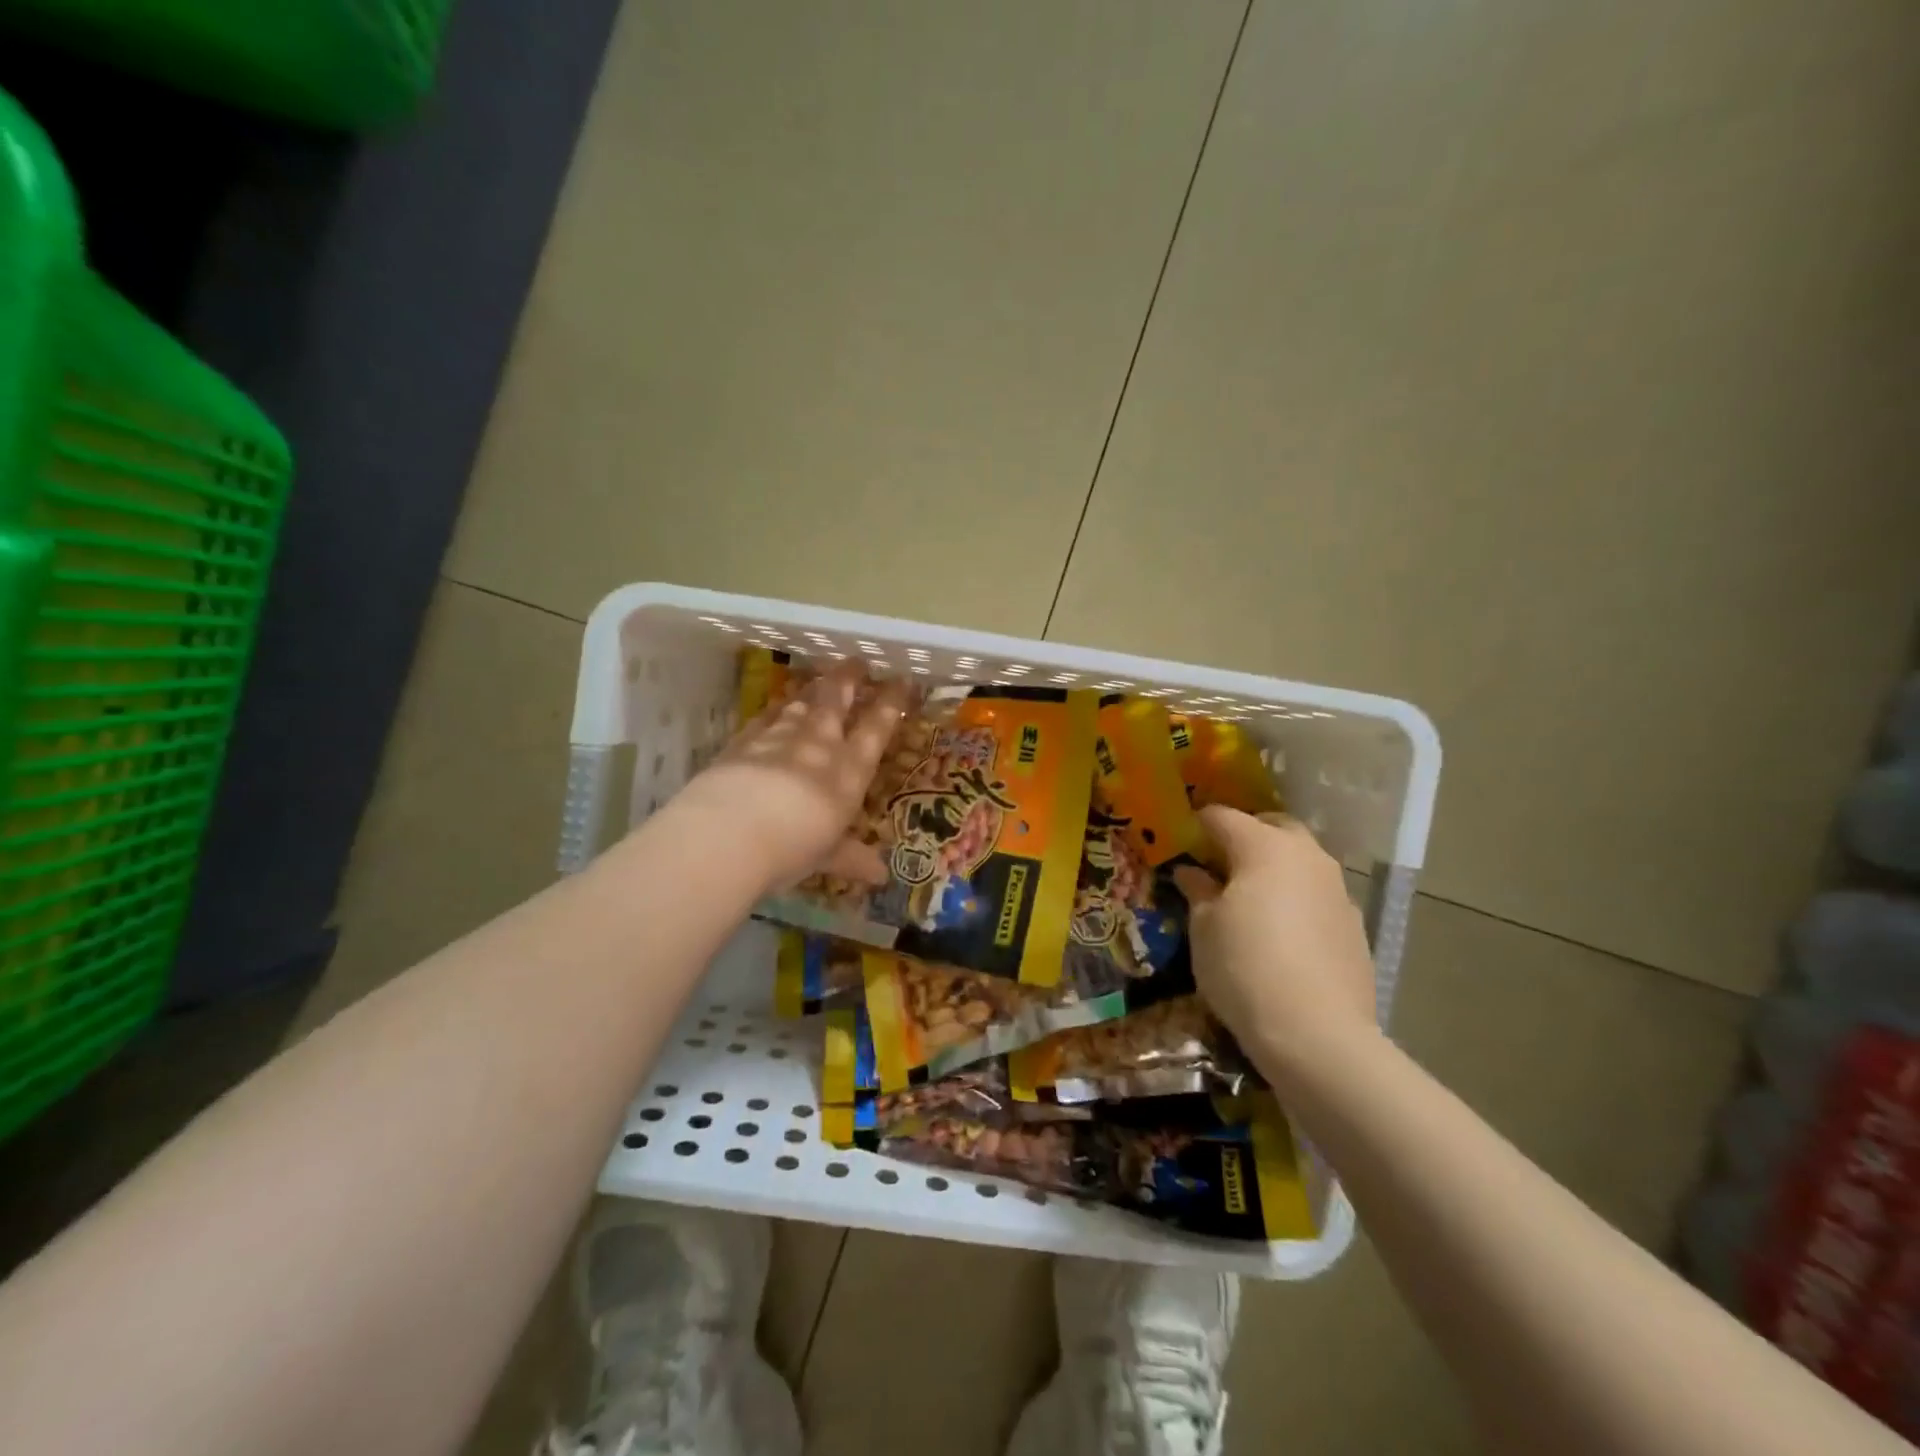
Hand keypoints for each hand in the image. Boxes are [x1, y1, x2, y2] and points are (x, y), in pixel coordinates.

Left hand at [672, 663, 908, 893]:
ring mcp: (779, 738)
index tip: (902, 682)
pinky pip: (766, 718)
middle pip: (836, 701)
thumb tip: (881, 875)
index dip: (891, 704)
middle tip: (856, 662)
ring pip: (800, 704)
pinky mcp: (743, 741)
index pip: (876, 729)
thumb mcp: (825, 857)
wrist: (729, 833)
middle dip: (849, 679)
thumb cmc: (791, 849)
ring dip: (812, 691)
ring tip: (819, 681)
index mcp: (848, 773)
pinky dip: (775, 710)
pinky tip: (776, 708)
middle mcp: (818, 746)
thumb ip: (850, 858)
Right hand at [1172, 807, 1380, 1080]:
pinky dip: (1296, 899)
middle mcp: (1306, 856)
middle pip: (1272, 827)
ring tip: (1249, 898)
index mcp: (1264, 847)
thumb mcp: (1204, 928)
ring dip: (1274, 867)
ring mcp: (1337, 889)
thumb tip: (1191, 873)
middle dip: (1244, 835)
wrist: (1317, 1034)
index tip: (1179, 839)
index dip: (1197, 824)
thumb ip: (1198, 891)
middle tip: (1218, 862)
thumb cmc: (1244, 968)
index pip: (1222, 817)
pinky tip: (1281, 933)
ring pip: (1300, 860)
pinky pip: (1317, 895)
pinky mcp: (1354, 924)